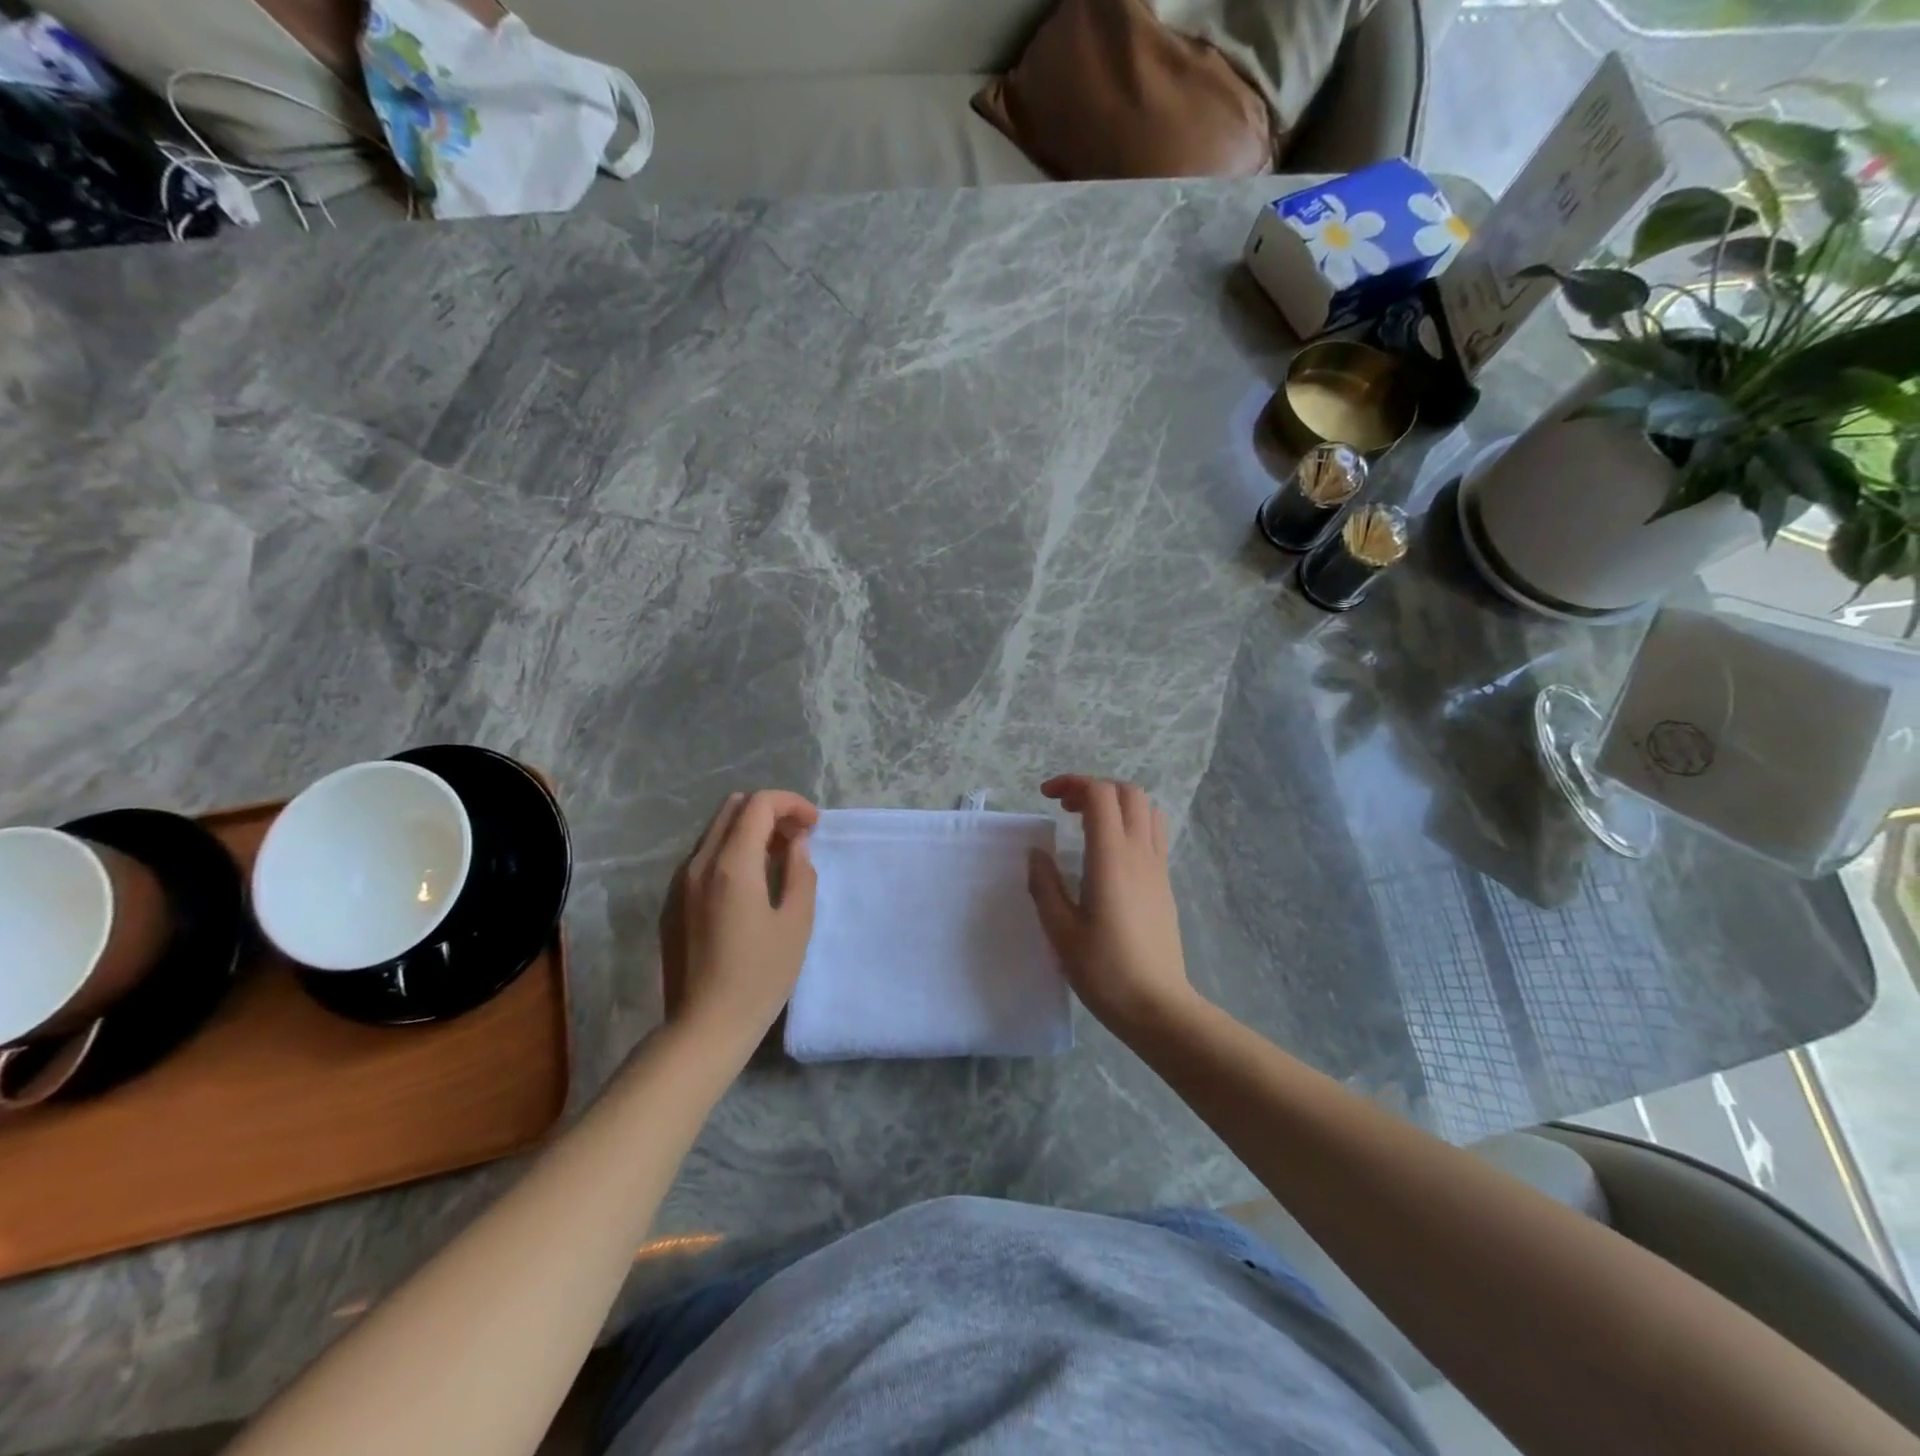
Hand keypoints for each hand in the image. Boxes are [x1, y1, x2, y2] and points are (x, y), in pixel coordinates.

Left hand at [660, 790, 818, 1056]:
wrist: (704, 1027)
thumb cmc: (760, 977)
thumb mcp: (796, 924)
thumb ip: (800, 873)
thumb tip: (795, 844)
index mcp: (731, 865)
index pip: (759, 805)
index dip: (791, 804)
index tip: (813, 825)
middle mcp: (699, 863)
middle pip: (733, 807)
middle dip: (770, 811)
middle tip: (798, 836)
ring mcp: (680, 882)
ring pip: (716, 830)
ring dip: (750, 830)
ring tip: (778, 858)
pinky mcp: (673, 902)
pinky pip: (704, 856)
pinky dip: (731, 850)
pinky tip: (751, 883)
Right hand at [1027, 775, 1197, 1035]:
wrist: (1157, 1006)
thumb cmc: (1104, 970)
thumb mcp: (1060, 931)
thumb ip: (1045, 885)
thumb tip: (1036, 853)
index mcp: (1111, 858)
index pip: (1100, 795)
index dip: (1072, 783)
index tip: (1046, 797)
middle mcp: (1139, 853)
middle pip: (1128, 793)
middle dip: (1094, 788)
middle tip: (1065, 809)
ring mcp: (1157, 867)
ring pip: (1147, 810)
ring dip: (1117, 804)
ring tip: (1089, 824)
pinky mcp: (1165, 884)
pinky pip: (1154, 834)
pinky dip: (1131, 824)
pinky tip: (1109, 853)